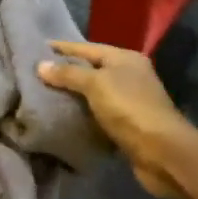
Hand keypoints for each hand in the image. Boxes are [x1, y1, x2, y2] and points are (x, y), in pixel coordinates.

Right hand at [37, 40, 194, 198]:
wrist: (161, 151)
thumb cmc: (129, 108)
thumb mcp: (96, 84)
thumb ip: (69, 74)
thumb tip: (40, 65)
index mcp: (125, 58)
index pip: (87, 47)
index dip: (63, 48)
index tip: (37, 47)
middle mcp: (130, 75)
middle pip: (92, 69)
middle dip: (66, 71)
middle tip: (35, 73)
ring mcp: (130, 100)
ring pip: (95, 92)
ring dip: (73, 94)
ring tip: (43, 94)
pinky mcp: (127, 124)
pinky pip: (98, 113)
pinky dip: (82, 113)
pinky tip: (63, 115)